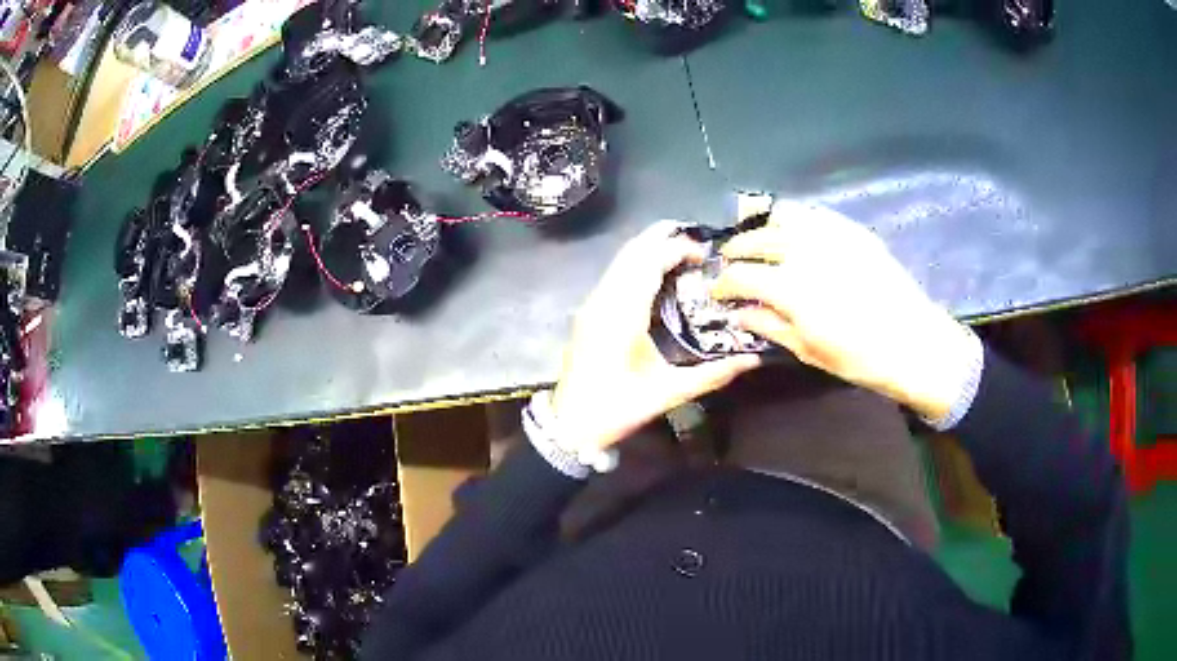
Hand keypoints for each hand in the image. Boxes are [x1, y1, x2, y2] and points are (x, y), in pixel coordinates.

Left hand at [551, 221, 761, 454]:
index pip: (650, 262)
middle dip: (662, 237)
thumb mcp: (669, 392)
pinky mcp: (587, 312)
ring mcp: (592, 304)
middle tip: (696, 239)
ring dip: (649, 248)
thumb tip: (753, 359)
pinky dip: (636, 263)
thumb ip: (713, 374)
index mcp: (623, 315)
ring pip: (620, 260)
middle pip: (632, 252)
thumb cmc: (618, 408)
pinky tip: (656, 274)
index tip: (705, 253)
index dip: (677, 249)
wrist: (571, 424)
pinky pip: (613, 274)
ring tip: (681, 251)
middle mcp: (604, 300)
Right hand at [712, 201, 976, 420]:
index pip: (741, 275)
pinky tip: (796, 233)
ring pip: (784, 216)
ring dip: (764, 227)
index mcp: (790, 287)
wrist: (912, 341)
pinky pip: (815, 214)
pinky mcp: (852, 230)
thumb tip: (740, 313)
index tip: (720, 293)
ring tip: (761, 241)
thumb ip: (769, 326)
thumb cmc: (859, 357)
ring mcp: (831, 234)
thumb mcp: (809, 350)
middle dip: (737, 250)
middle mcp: (805, 250)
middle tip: (732, 262)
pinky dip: (797, 220)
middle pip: (756, 239)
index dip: (724, 285)